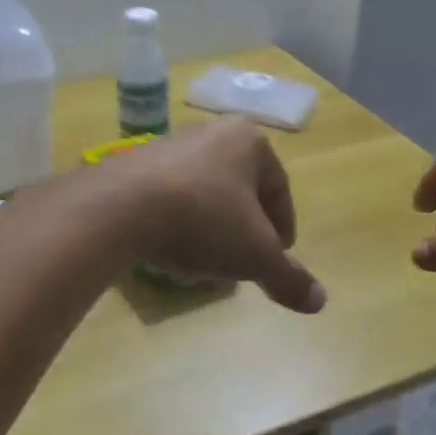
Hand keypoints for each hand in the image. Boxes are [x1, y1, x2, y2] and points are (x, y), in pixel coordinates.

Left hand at [102, 119, 325, 313]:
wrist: (115, 208)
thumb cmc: (201, 220)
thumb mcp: (254, 255)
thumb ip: (287, 276)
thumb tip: (319, 301)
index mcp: (248, 141)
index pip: (279, 189)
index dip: (282, 230)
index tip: (276, 259)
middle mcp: (208, 133)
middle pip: (238, 193)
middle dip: (241, 232)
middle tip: (239, 265)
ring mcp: (166, 146)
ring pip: (202, 197)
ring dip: (207, 232)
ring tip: (199, 265)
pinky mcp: (130, 166)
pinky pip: (165, 200)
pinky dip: (173, 227)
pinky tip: (164, 254)